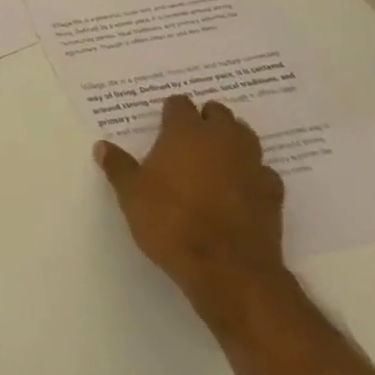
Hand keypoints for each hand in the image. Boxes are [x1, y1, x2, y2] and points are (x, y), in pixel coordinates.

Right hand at [94, 95, 287, 329]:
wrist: (228, 270)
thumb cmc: (172, 223)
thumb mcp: (132, 196)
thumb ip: (118, 167)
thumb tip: (102, 146)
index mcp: (185, 132)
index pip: (179, 104)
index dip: (170, 112)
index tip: (162, 125)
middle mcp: (221, 139)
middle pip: (218, 113)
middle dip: (205, 119)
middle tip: (189, 139)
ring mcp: (252, 164)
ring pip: (245, 136)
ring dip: (232, 140)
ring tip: (216, 157)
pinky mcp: (273, 193)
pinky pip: (263, 171)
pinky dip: (253, 174)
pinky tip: (241, 188)